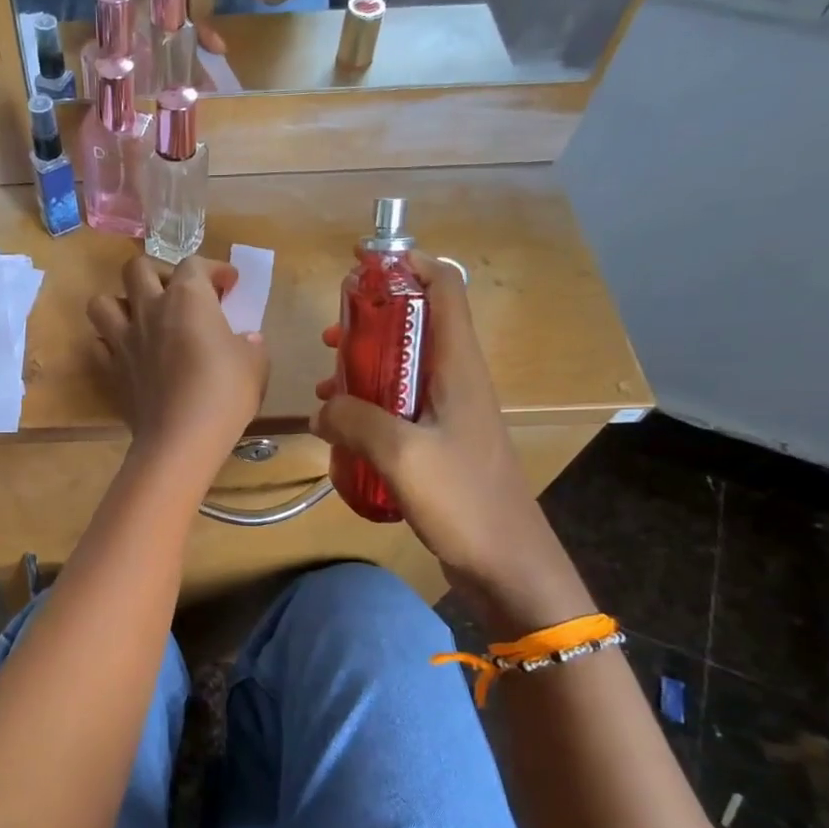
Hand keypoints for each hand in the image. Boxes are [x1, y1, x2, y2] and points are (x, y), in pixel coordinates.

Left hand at [90, 253, 268, 481]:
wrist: (181, 438)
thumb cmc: (224, 394)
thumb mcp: (255, 365)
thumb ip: (250, 344)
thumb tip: (246, 340)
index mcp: (188, 298)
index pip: (195, 264)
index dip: (214, 269)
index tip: (228, 284)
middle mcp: (150, 309)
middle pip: (137, 268)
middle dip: (158, 272)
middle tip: (177, 293)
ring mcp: (124, 339)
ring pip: (103, 301)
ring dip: (120, 303)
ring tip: (140, 317)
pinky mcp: (110, 369)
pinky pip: (99, 343)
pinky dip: (109, 343)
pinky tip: (127, 352)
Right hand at [310, 253, 570, 604]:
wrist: (507, 563)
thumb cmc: (463, 500)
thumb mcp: (400, 454)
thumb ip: (354, 420)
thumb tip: (322, 409)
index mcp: (457, 367)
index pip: (444, 288)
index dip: (408, 264)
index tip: (362, 264)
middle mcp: (455, 380)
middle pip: (416, 324)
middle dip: (372, 319)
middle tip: (332, 333)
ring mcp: (448, 413)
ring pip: (402, 367)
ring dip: (365, 365)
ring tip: (326, 382)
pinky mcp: (438, 443)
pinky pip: (398, 407)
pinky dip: (368, 405)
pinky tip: (341, 428)